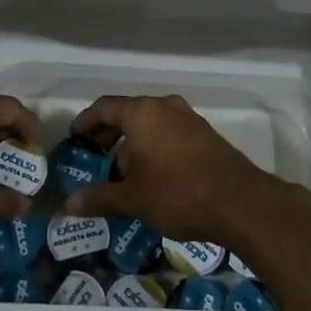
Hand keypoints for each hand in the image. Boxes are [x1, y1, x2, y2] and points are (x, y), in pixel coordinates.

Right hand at [63, 94, 270, 243]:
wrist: (241, 203)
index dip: (85, 123)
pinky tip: (151, 179)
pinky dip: (153, 149)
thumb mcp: (134, 198)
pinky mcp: (204, 135)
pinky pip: (168, 134)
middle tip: (94, 161)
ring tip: (122, 178)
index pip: (104, 107)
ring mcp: (188, 119)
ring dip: (131, 146)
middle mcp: (165, 107)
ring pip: (150, 125)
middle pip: (127, 114)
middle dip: (108, 137)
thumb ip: (100, 197)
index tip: (73, 141)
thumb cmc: (179, 193)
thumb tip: (68, 203)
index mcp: (143, 113)